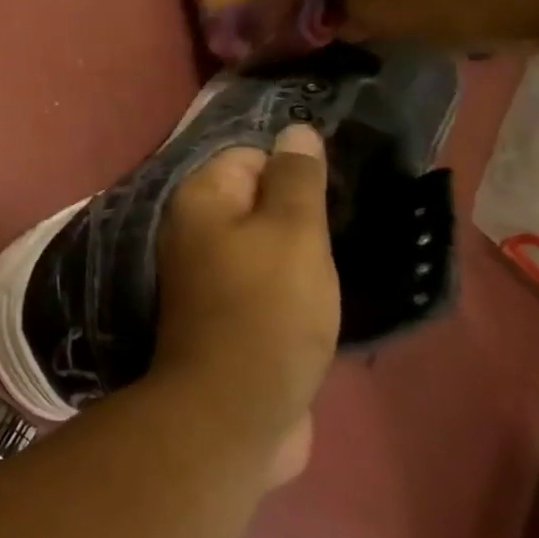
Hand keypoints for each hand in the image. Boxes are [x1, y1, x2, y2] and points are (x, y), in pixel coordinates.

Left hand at [155, 124, 337, 485]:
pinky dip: (291, 285)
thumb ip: (296, 179)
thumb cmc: (267, 308)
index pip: (247, 156)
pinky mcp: (225, 314)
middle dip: (299, 211)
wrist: (236, 408)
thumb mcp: (293, 232)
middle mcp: (192, 230)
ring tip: (344, 259)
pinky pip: (263, 282)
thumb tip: (294, 129)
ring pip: (262, 244)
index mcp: (199, 200)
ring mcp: (206, 275)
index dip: (292, 169)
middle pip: (254, 201)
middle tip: (346, 227)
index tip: (336, 192)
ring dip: (299, 252)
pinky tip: (324, 295)